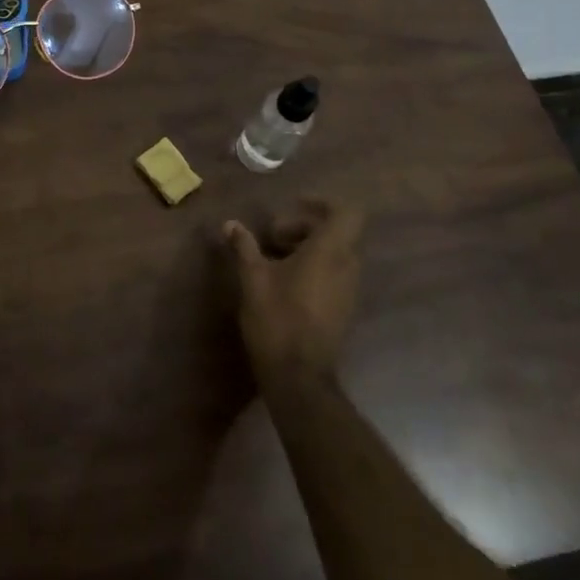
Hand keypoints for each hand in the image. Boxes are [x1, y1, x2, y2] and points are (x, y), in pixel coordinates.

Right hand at [222, 202, 363, 391]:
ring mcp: (348, 290)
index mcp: (330, 252)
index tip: (294, 204)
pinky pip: (334, 274)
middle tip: (272, 235)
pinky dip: (313, 268)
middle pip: (336, 232)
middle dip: (304, 226)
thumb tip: (230, 224)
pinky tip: (284, 282)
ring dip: (307, 248)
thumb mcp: (253, 278)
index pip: (346, 212)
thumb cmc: (277, 318)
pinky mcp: (343, 310)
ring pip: (334, 254)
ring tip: (273, 257)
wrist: (299, 377)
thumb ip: (244, 246)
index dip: (322, 202)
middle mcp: (347, 267)